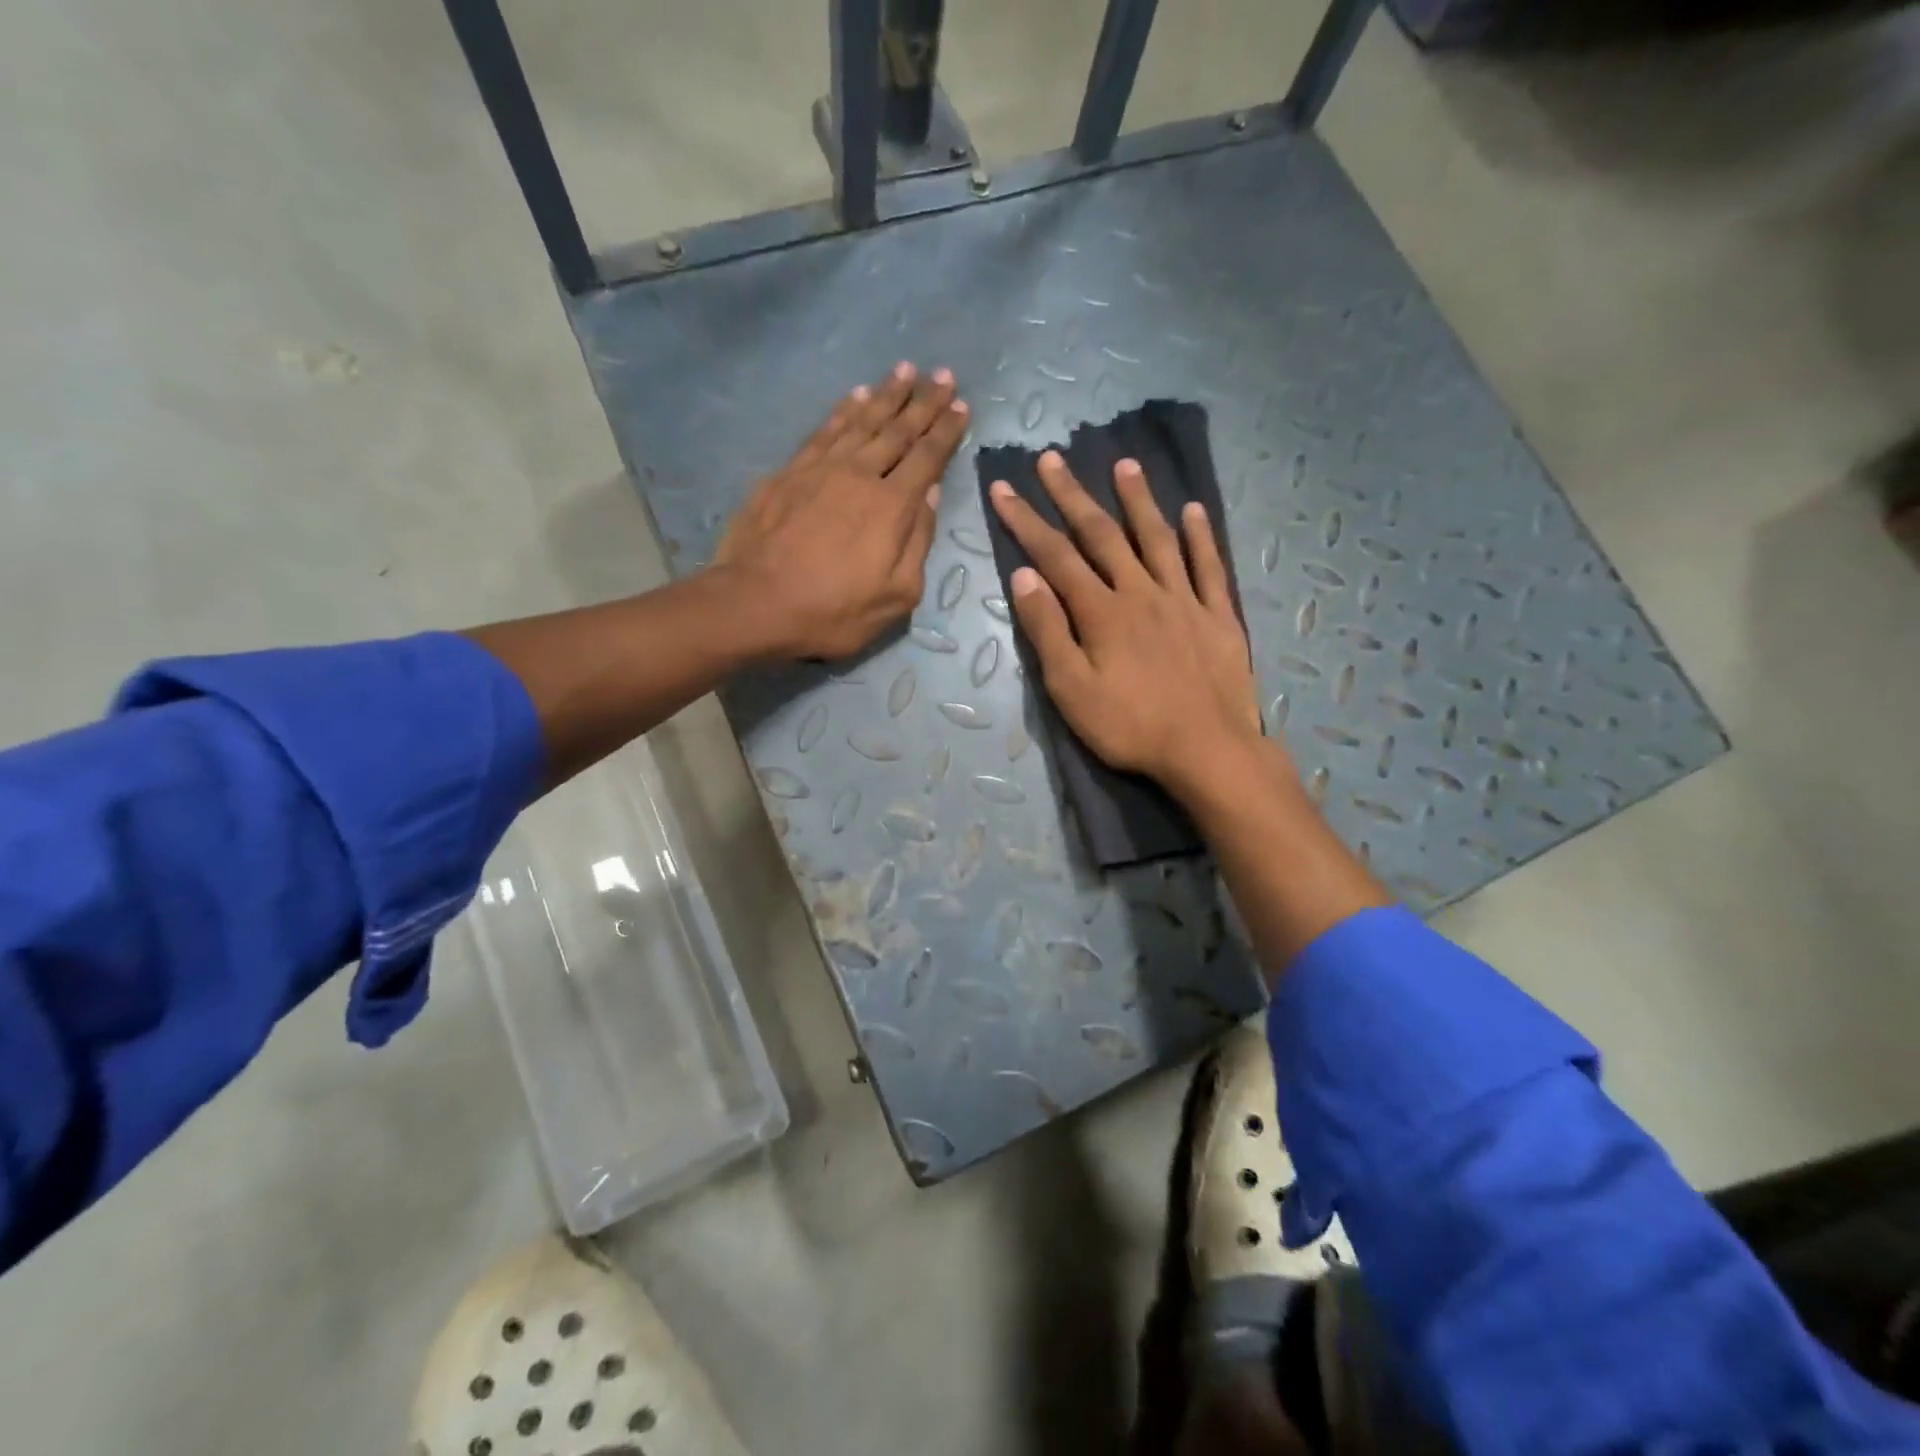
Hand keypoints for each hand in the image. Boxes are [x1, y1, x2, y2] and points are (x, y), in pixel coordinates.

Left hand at [713, 362, 967, 659]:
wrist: (755, 603)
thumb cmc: (832, 611)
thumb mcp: (895, 596)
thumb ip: (918, 542)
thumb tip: (929, 494)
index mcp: (892, 506)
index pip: (927, 458)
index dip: (947, 431)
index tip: (961, 407)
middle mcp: (860, 474)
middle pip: (898, 430)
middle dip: (924, 402)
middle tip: (943, 375)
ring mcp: (820, 468)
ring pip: (861, 420)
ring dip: (886, 394)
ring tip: (905, 370)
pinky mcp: (788, 472)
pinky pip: (824, 430)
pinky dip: (843, 409)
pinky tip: (855, 395)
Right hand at [987, 452, 1269, 798]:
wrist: (1207, 749)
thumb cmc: (1129, 726)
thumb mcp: (1071, 689)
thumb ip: (1048, 631)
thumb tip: (1024, 576)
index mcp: (1101, 611)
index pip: (1055, 556)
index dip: (1026, 521)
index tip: (1004, 488)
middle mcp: (1141, 591)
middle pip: (1102, 535)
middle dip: (1072, 496)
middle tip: (1051, 459)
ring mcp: (1184, 600)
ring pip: (1157, 538)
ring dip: (1138, 500)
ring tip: (1124, 465)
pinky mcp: (1218, 615)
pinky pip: (1209, 567)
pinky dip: (1201, 536)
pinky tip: (1194, 511)